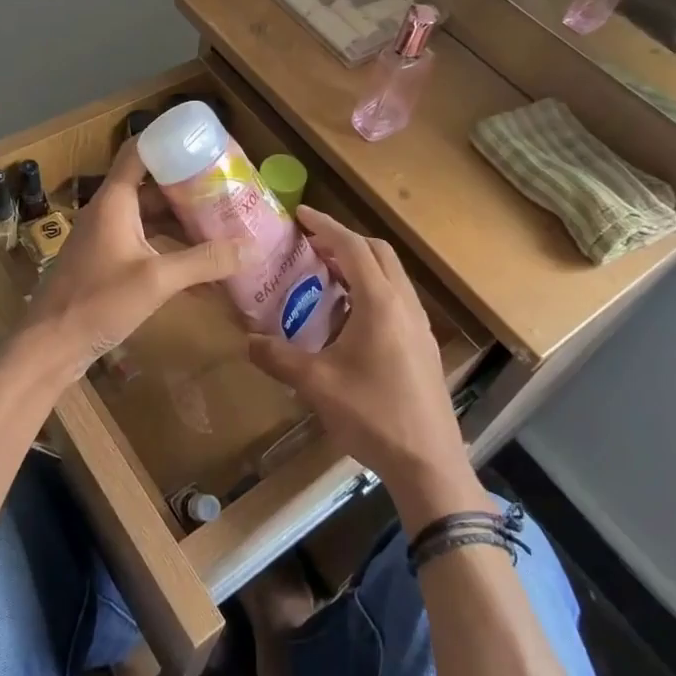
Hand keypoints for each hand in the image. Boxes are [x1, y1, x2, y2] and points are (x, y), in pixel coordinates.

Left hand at [15, 141, 248, 377]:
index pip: (139, 151)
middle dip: (189, 186)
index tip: (203, 141)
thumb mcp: (157, 280)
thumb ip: (205, 262)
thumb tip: (253, 248)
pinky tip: (201, 268)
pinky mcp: (107, 262)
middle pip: (152, 186)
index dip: (168, 139)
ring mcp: (107, 237)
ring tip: (222, 223)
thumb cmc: (98, 302)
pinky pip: (145, 243)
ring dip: (182, 221)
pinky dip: (171, 249)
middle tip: (227, 187)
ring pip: (151, 217)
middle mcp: (109, 211)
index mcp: (114, 200)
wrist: (50, 346)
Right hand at [246, 207, 471, 503]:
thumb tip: (247, 341)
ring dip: (361, 265)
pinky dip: (372, 289)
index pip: (353, 247)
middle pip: (378, 252)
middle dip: (344, 241)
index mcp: (380, 302)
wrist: (428, 461)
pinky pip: (397, 298)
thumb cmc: (373, 414)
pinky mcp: (423, 343)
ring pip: (391, 275)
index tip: (301, 215)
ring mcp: (418, 323)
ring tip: (326, 277)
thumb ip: (279, 358)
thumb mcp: (317, 385)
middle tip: (311, 246)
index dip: (326, 226)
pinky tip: (350, 317)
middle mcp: (404, 303)